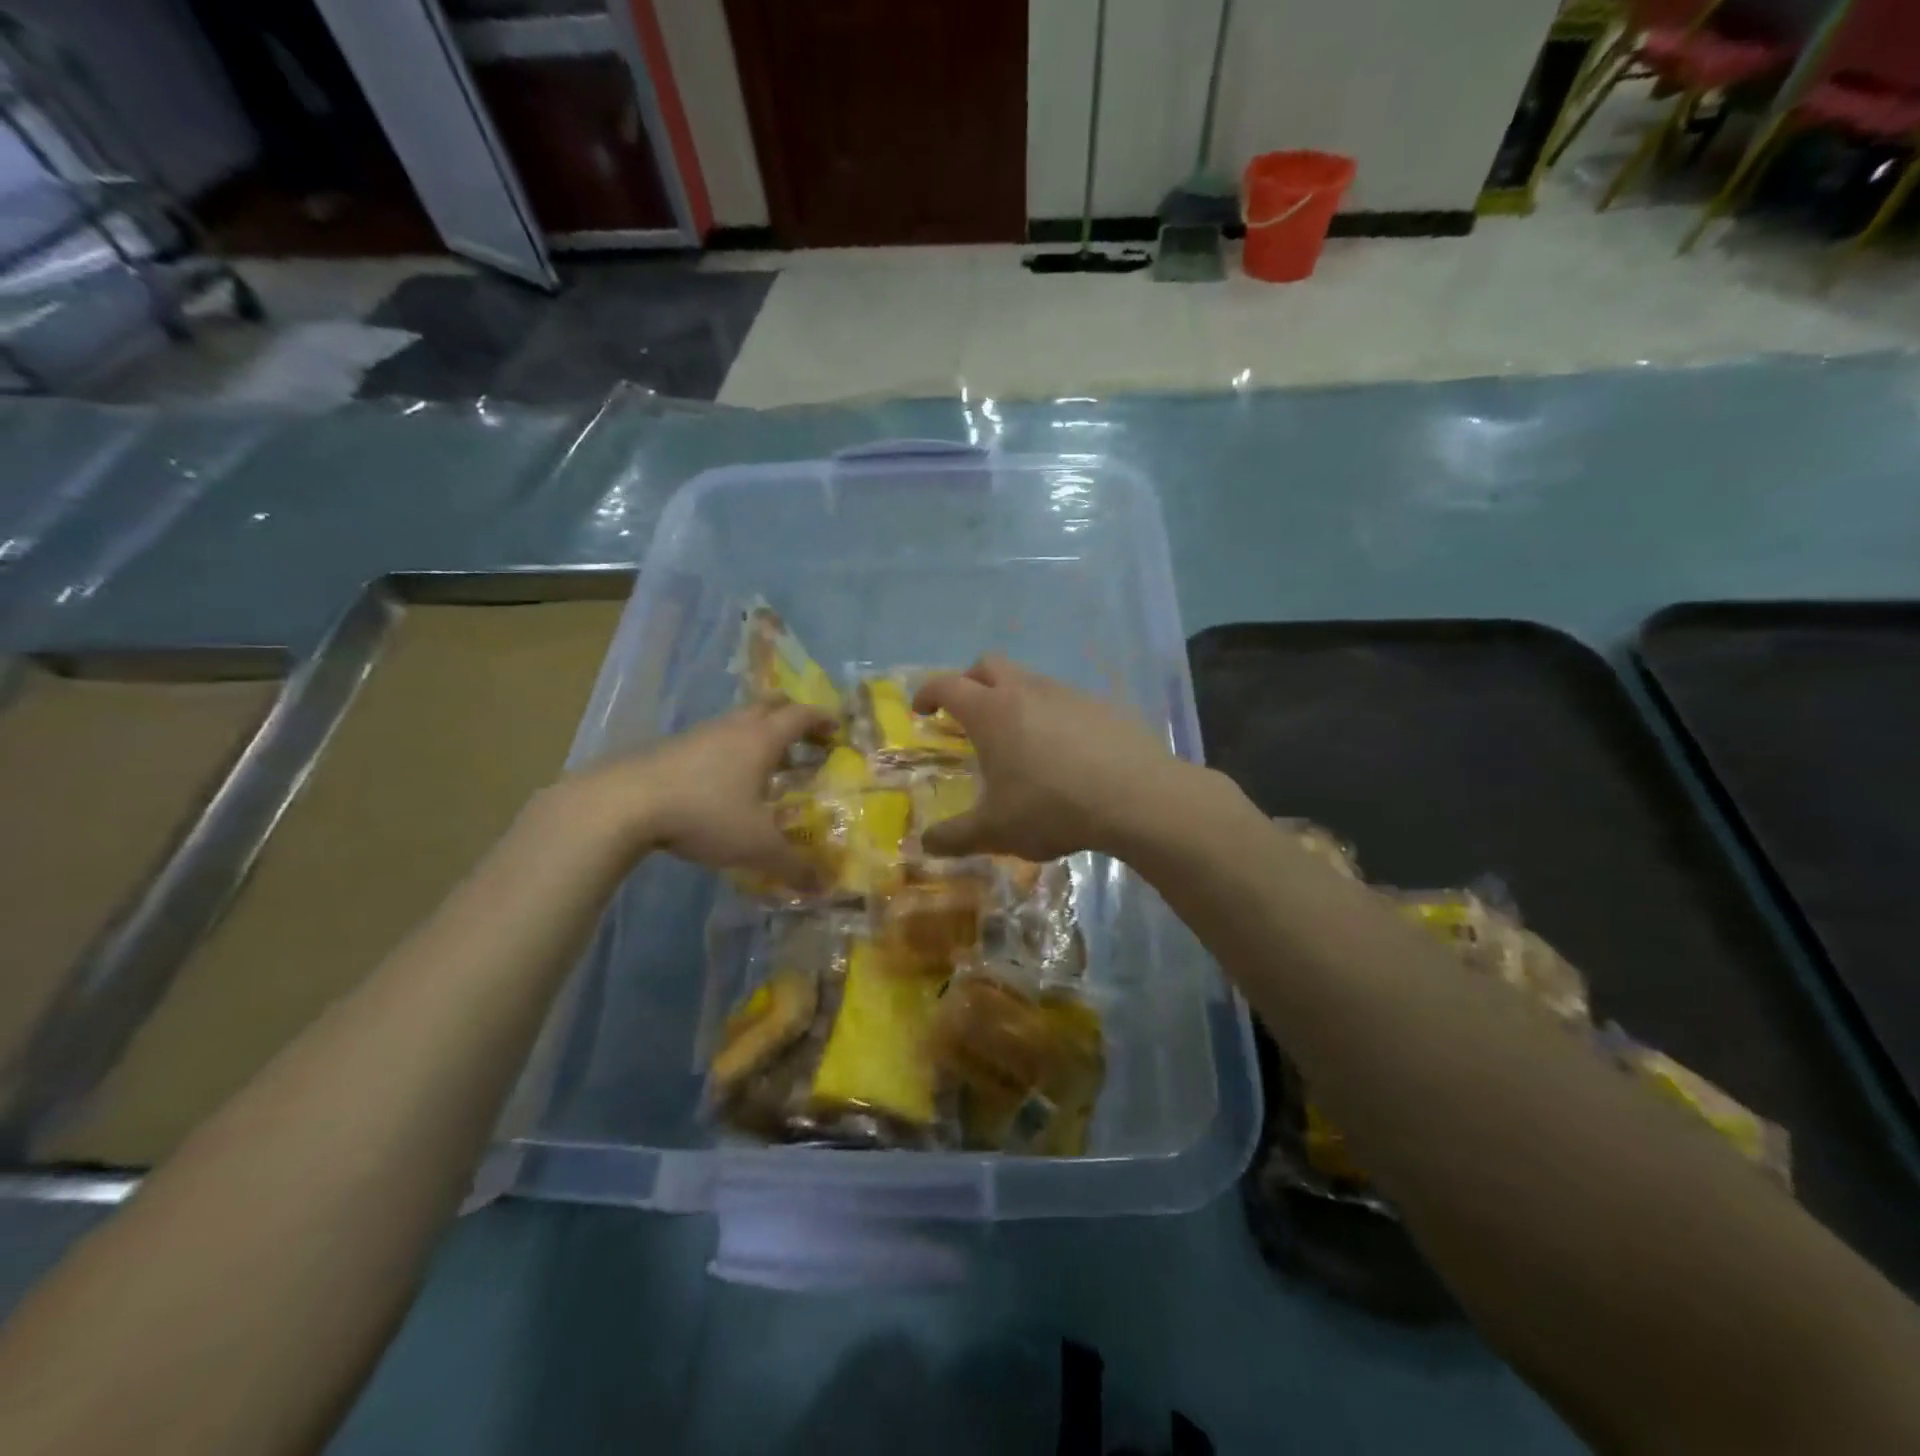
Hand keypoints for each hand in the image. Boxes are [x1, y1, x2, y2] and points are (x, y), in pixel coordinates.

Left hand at [559, 701, 832, 882]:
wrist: (624, 803)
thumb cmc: (704, 813)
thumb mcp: (756, 845)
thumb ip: (793, 864)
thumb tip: (824, 886)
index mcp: (762, 738)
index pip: (801, 715)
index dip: (823, 719)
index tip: (837, 729)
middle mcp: (735, 727)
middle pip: (770, 704)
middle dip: (792, 716)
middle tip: (805, 740)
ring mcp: (700, 733)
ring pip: (739, 720)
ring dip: (759, 733)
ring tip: (767, 764)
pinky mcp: (673, 746)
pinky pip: (714, 737)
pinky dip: (730, 749)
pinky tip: (724, 780)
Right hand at [912, 655, 1189, 860]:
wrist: (1136, 798)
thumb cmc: (1052, 808)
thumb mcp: (994, 831)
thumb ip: (954, 837)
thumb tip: (926, 844)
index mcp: (992, 712)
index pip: (947, 685)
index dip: (928, 692)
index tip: (921, 709)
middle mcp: (1026, 691)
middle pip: (988, 665)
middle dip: (970, 681)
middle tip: (967, 712)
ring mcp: (1068, 694)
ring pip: (1030, 679)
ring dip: (1013, 697)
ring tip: (1018, 737)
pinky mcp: (1102, 706)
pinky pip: (1065, 699)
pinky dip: (1051, 714)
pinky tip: (1064, 750)